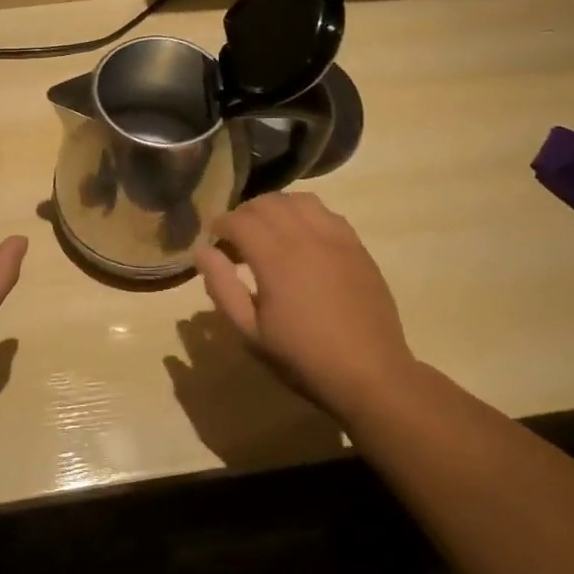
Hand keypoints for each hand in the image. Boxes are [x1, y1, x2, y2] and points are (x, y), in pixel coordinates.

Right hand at [195, 192, 417, 423]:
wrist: (370, 374)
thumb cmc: (303, 357)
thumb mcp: (250, 332)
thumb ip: (222, 287)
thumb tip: (203, 252)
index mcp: (276, 259)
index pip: (240, 220)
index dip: (221, 224)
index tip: (214, 239)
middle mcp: (306, 237)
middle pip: (268, 203)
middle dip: (245, 213)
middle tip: (236, 238)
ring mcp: (336, 239)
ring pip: (299, 200)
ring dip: (276, 208)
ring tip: (268, 232)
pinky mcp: (357, 246)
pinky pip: (326, 213)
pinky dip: (305, 214)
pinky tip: (302, 238)